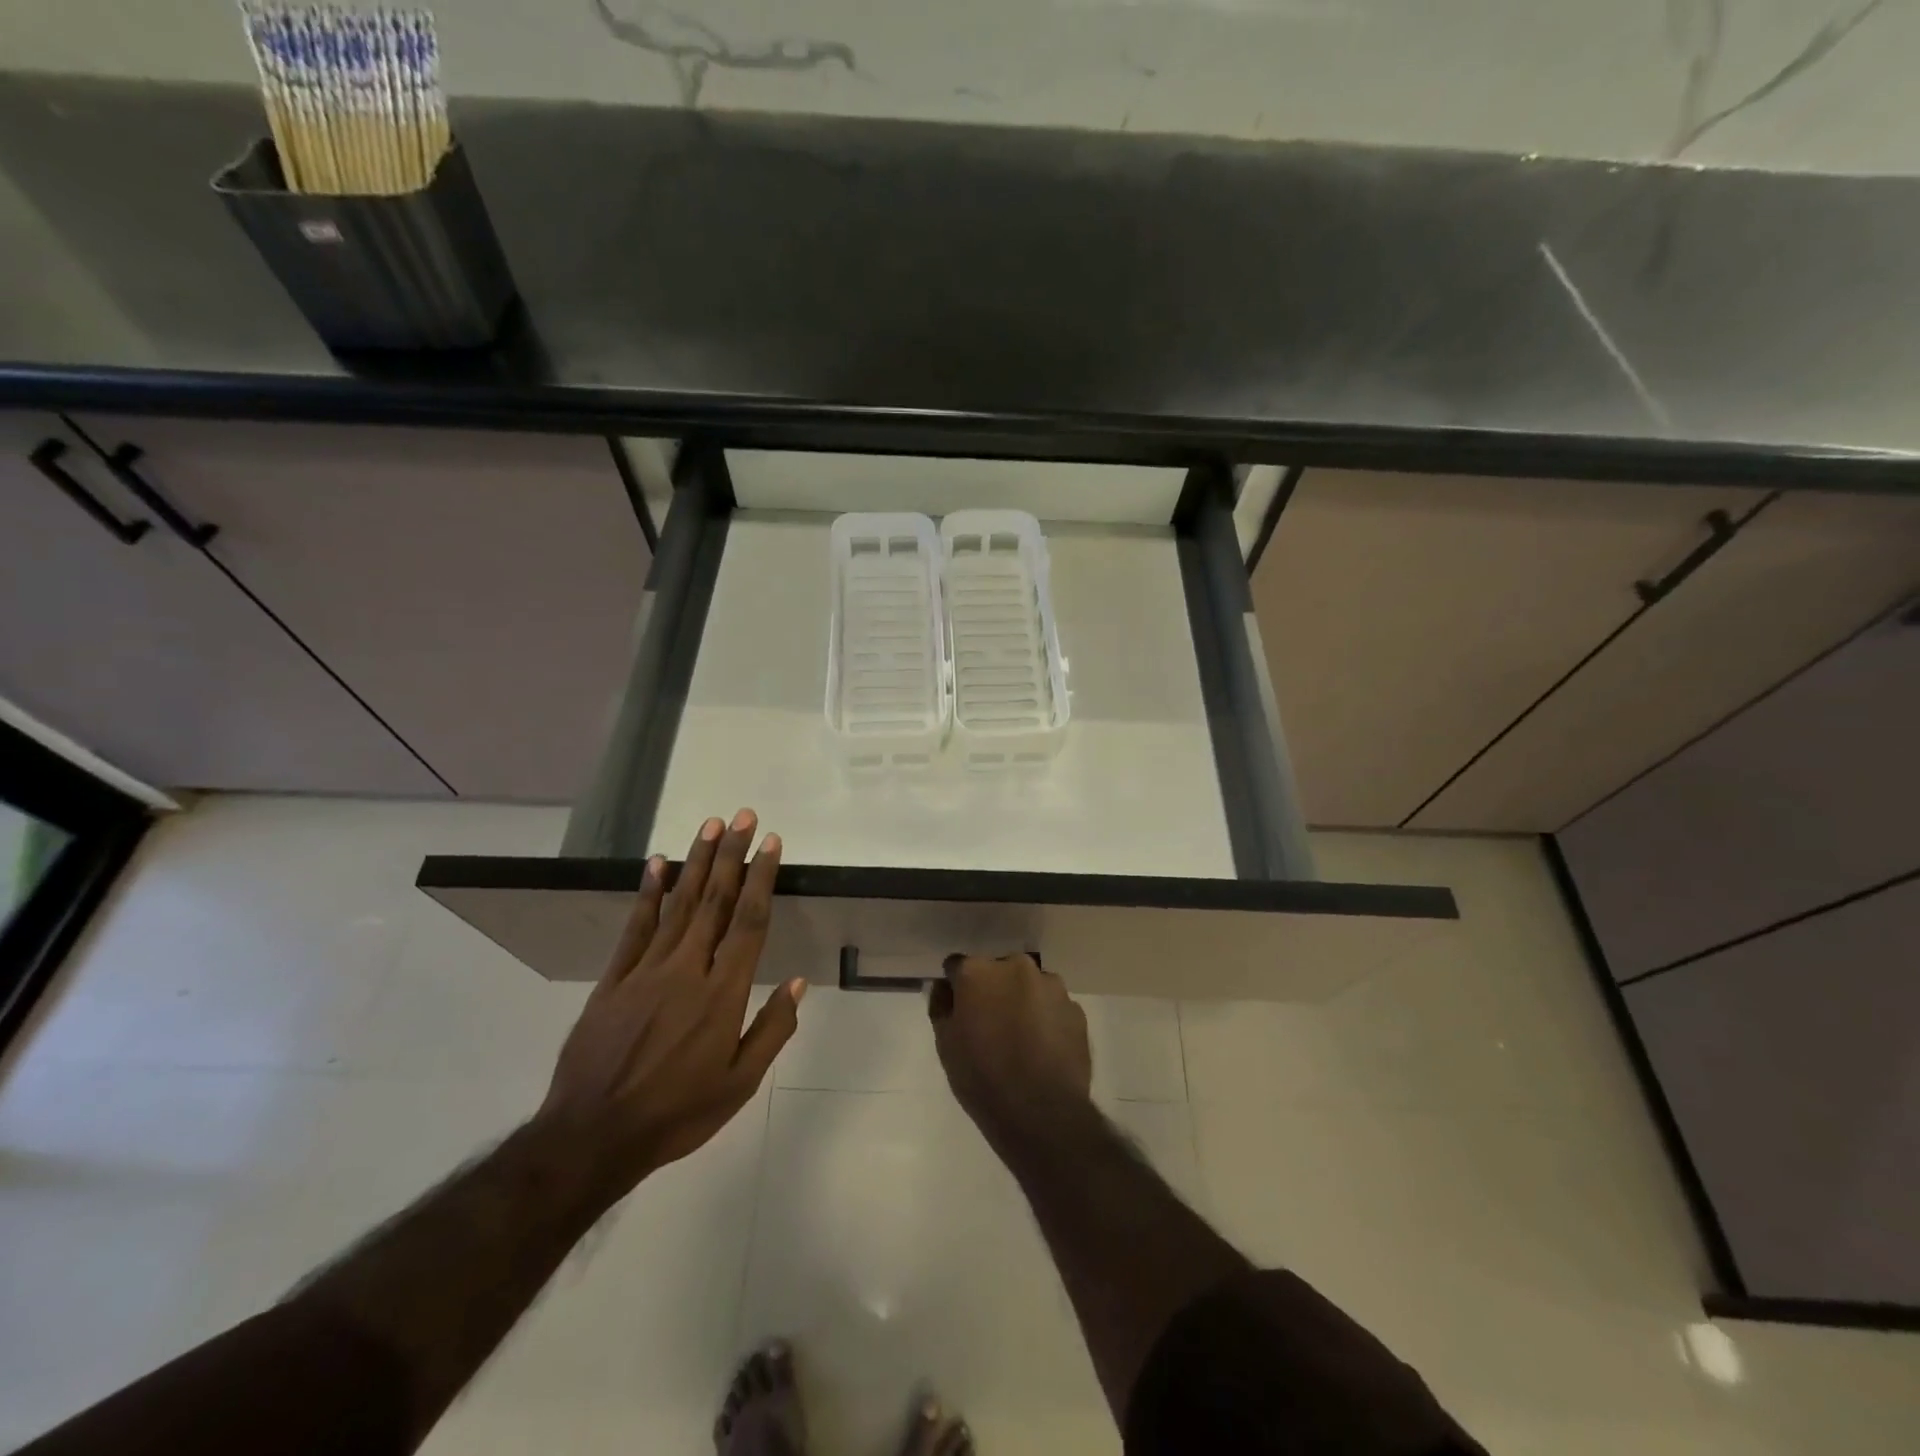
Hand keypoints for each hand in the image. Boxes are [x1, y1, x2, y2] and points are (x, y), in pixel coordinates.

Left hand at [537, 809, 803, 1194]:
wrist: (593, 1137)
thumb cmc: (677, 1113)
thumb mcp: (739, 1084)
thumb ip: (772, 1029)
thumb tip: (797, 982)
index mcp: (722, 994)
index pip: (748, 922)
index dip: (761, 878)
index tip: (771, 843)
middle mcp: (687, 970)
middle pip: (714, 901)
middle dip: (731, 855)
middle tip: (743, 816)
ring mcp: (646, 971)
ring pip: (678, 905)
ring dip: (696, 862)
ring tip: (710, 825)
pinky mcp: (613, 980)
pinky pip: (635, 928)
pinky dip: (648, 893)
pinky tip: (658, 864)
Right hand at [929, 953, 1091, 1148]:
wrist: (1041, 1112)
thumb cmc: (982, 1076)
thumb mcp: (945, 1044)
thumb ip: (942, 1006)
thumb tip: (945, 989)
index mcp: (978, 971)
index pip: (958, 966)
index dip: (957, 987)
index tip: (959, 1008)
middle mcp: (1016, 967)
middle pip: (999, 971)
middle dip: (994, 990)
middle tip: (991, 1024)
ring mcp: (1051, 986)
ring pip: (1030, 986)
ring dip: (1023, 1002)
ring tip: (1022, 1040)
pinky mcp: (1076, 1009)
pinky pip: (1053, 1007)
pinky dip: (1047, 1020)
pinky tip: (1044, 1050)